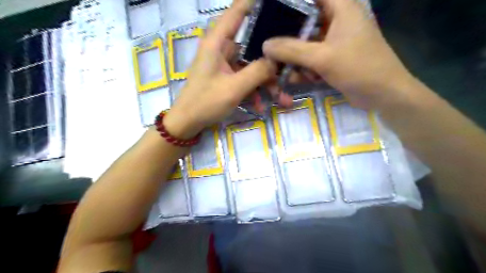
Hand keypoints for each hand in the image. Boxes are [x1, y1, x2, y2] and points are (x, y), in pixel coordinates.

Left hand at [164, 0, 281, 136]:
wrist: (187, 123)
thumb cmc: (205, 103)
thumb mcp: (234, 88)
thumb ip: (257, 72)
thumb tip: (276, 59)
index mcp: (217, 43)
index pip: (237, 12)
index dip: (254, 3)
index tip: (277, 4)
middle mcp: (221, 49)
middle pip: (251, 45)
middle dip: (270, 60)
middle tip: (289, 67)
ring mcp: (224, 65)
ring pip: (251, 65)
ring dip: (265, 82)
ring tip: (281, 98)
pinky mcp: (226, 77)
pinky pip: (245, 79)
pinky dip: (254, 91)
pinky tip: (260, 106)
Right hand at [262, 0, 417, 109]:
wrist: (383, 94)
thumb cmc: (358, 68)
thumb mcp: (322, 58)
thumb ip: (292, 50)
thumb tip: (265, 45)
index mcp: (341, 7)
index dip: (289, 4)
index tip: (269, 13)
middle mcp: (337, 20)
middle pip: (305, 20)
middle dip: (287, 34)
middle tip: (269, 44)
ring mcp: (335, 40)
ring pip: (306, 41)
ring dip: (294, 55)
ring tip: (279, 66)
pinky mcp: (333, 57)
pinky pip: (312, 57)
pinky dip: (303, 67)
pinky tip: (296, 78)